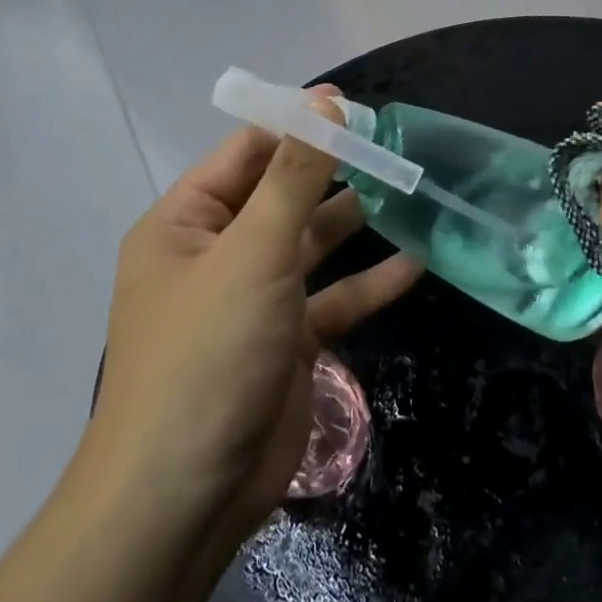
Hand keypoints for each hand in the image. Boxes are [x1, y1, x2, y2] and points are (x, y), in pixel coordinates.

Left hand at [78, 95, 419, 547]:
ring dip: (357, 223)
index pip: (246, 153)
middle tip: (396, 147)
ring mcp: (254, 300)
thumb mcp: (253, 251)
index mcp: (186, 223)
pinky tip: (417, 263)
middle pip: (283, 196)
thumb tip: (325, 102)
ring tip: (412, 191)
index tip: (355, 108)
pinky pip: (332, 299)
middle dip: (336, 173)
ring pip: (312, 246)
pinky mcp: (287, 343)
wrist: (185, 499)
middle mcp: (217, 254)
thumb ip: (294, 175)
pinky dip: (369, 283)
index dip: (298, 125)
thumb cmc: (208, 353)